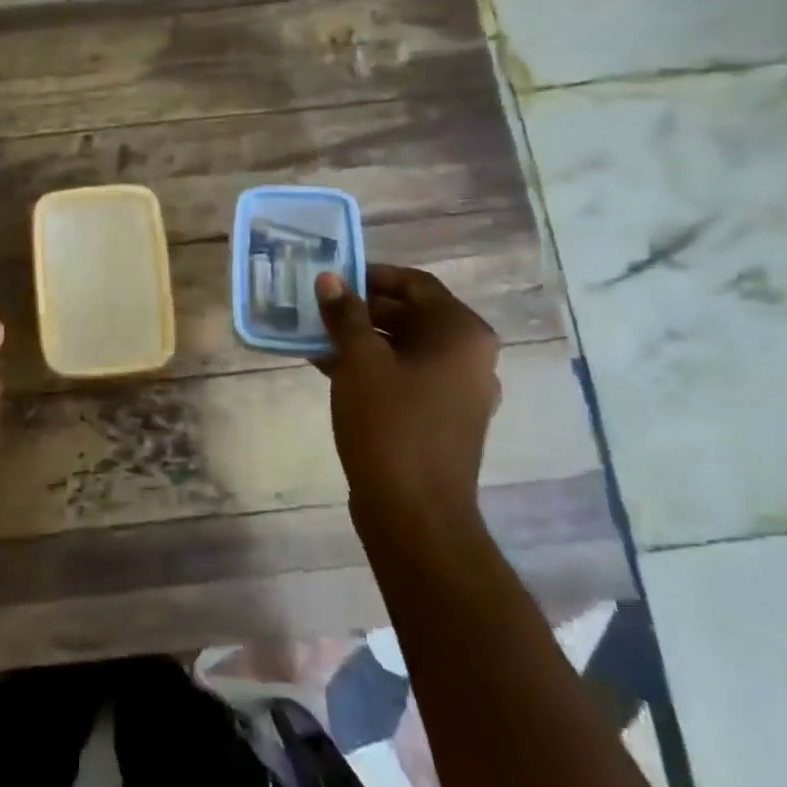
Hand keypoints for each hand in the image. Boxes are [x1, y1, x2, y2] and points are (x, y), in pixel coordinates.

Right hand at [314, 265, 500, 547]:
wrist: (415, 512)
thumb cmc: (390, 424)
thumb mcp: (359, 361)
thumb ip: (346, 315)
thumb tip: (331, 278)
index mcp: (461, 333)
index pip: (415, 284)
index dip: (372, 275)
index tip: (333, 277)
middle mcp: (470, 356)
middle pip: (412, 314)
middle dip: (363, 309)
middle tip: (319, 308)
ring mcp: (459, 390)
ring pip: (406, 347)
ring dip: (363, 339)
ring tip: (317, 338)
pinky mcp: (443, 417)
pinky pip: (407, 376)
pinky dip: (373, 367)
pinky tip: (331, 370)